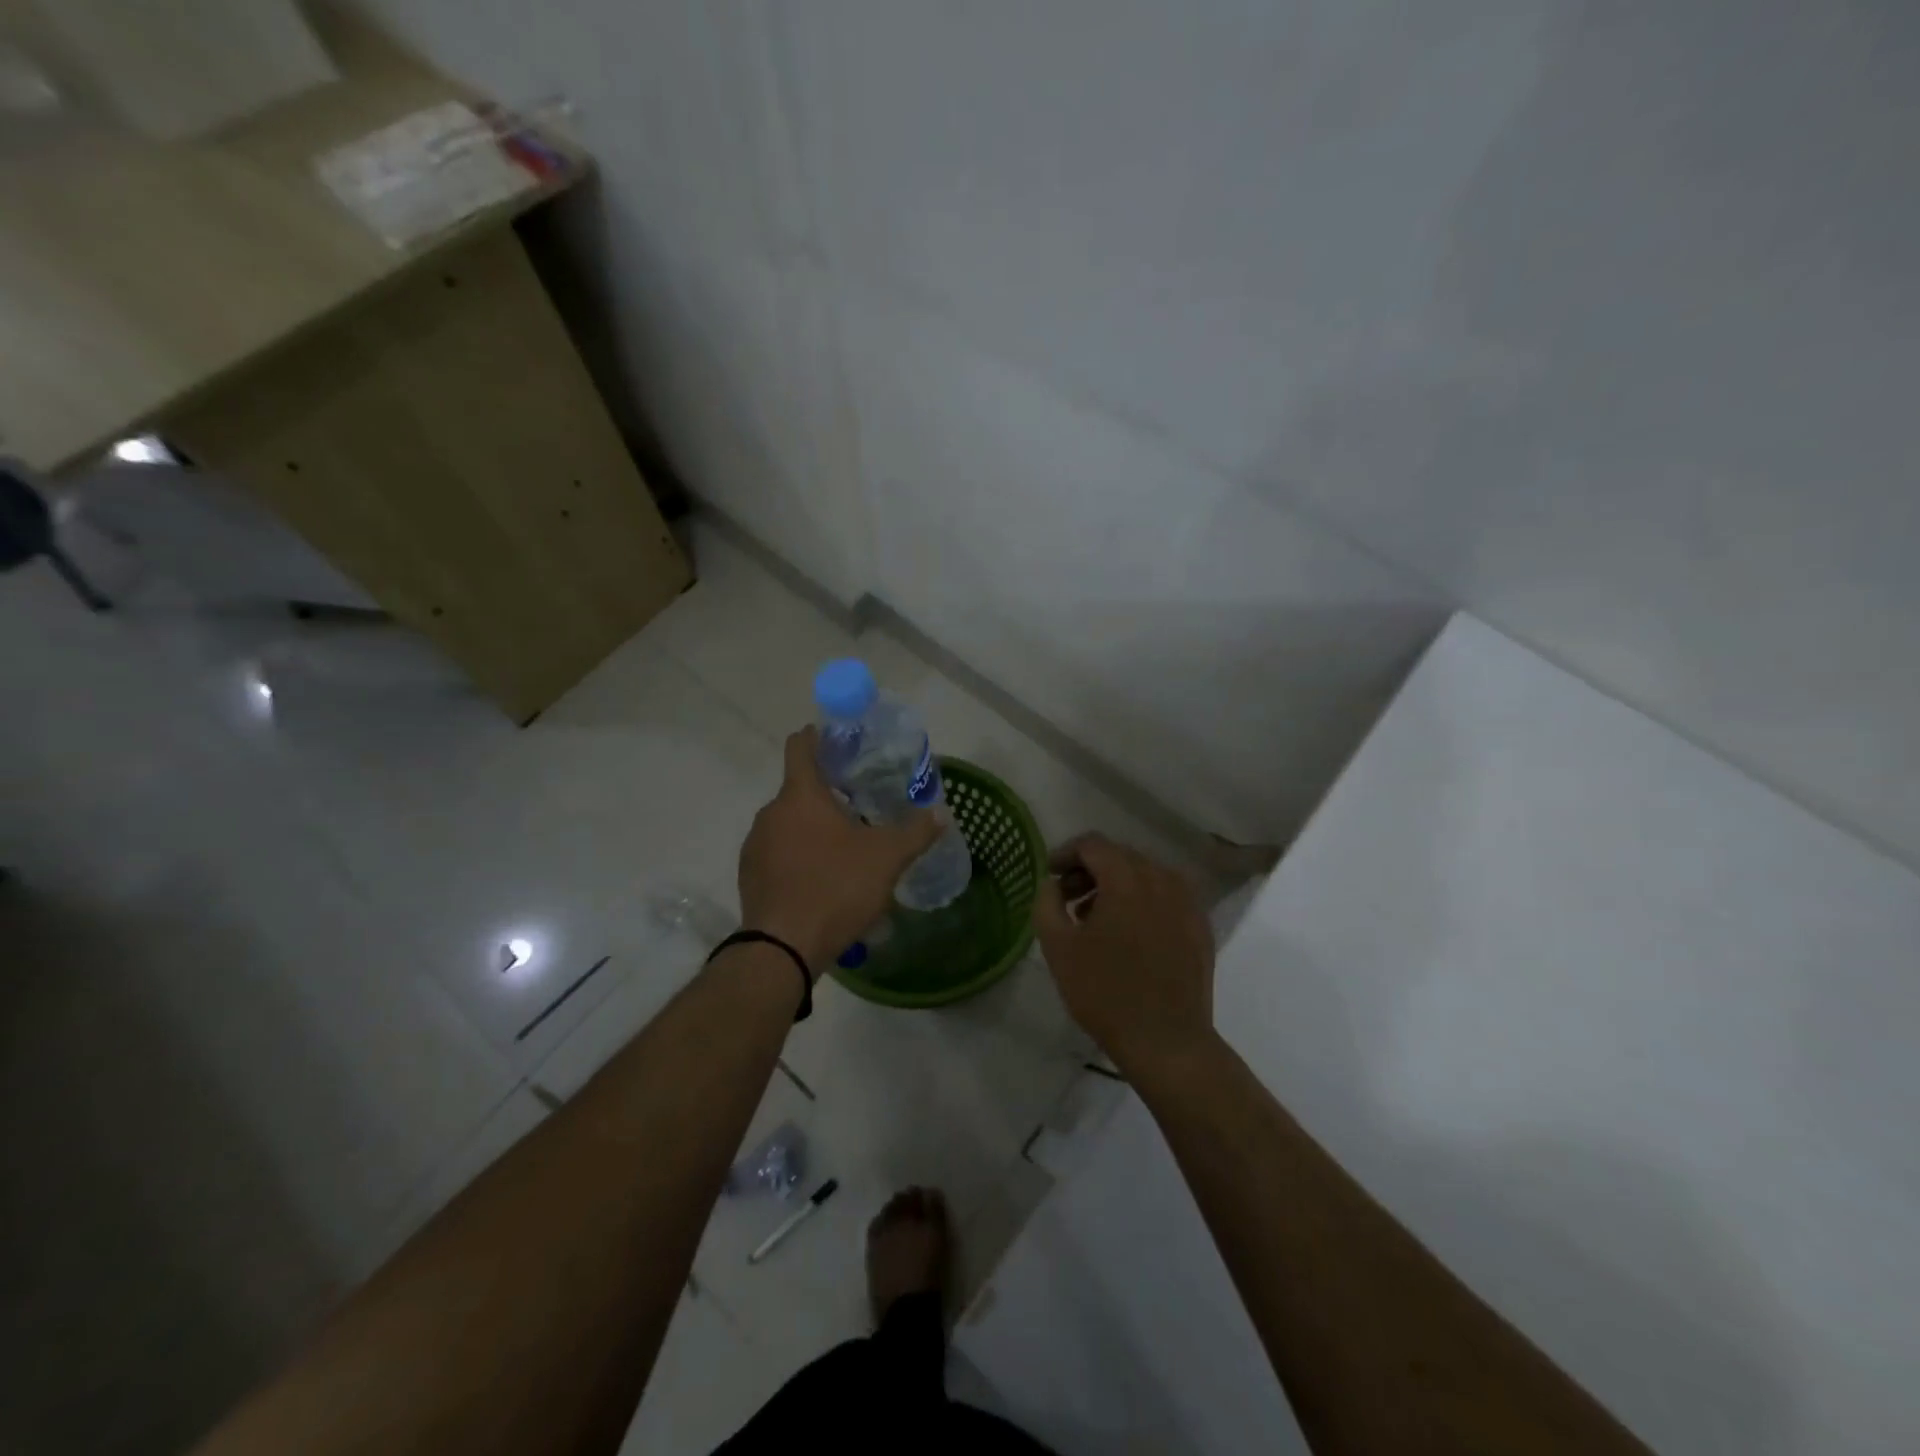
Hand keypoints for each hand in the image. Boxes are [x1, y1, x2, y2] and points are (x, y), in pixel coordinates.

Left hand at [737, 727, 943, 968]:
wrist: (783, 948)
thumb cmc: (836, 887)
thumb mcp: (887, 858)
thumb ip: (916, 831)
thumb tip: (942, 813)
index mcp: (800, 795)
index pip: (799, 746)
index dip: (817, 736)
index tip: (838, 739)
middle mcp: (771, 812)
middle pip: (798, 788)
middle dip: (827, 792)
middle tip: (859, 804)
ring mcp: (755, 844)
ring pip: (787, 822)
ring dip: (811, 826)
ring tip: (843, 846)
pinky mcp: (749, 875)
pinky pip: (777, 852)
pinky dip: (797, 855)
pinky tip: (821, 878)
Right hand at [1033, 834, 1216, 1076]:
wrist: (1167, 1042)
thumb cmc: (1105, 992)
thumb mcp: (1058, 947)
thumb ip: (1047, 902)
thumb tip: (1052, 883)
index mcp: (1126, 878)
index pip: (1092, 844)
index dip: (1065, 854)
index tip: (1050, 876)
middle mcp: (1161, 879)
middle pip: (1120, 856)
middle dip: (1090, 870)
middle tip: (1068, 900)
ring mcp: (1187, 902)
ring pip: (1145, 875)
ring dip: (1117, 886)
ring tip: (1096, 920)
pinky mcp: (1200, 926)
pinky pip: (1166, 898)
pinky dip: (1143, 902)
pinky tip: (1131, 935)